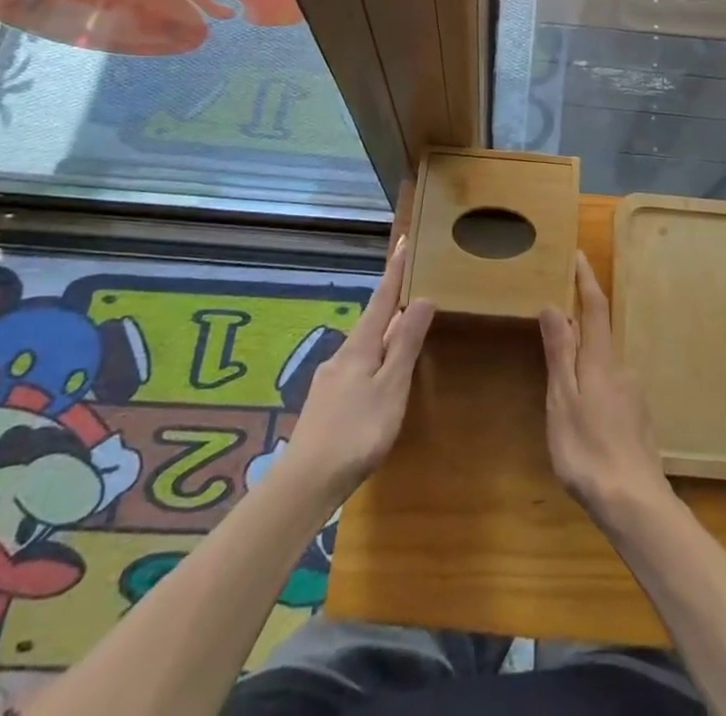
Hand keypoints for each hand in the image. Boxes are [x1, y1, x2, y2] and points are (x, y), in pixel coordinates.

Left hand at [280, 237, 433, 502]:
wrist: (304, 484)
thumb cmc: (357, 432)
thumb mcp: (391, 387)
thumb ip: (406, 344)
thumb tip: (421, 298)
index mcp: (360, 346)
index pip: (381, 298)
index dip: (395, 271)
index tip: (404, 241)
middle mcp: (342, 356)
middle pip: (371, 322)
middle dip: (390, 305)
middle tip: (410, 289)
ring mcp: (330, 381)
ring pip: (363, 348)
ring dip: (383, 337)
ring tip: (401, 335)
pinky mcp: (325, 406)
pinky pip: (356, 370)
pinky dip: (373, 363)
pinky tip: (377, 382)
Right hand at [539, 254, 672, 534]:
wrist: (635, 502)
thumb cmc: (588, 449)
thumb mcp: (563, 400)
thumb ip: (559, 353)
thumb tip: (553, 305)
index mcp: (601, 360)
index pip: (594, 308)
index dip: (586, 280)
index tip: (579, 255)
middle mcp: (621, 369)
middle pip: (599, 336)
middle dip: (580, 325)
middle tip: (555, 323)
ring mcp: (632, 396)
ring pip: (604, 367)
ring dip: (585, 363)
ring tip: (562, 380)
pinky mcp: (637, 420)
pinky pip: (611, 390)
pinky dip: (594, 388)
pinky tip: (584, 416)